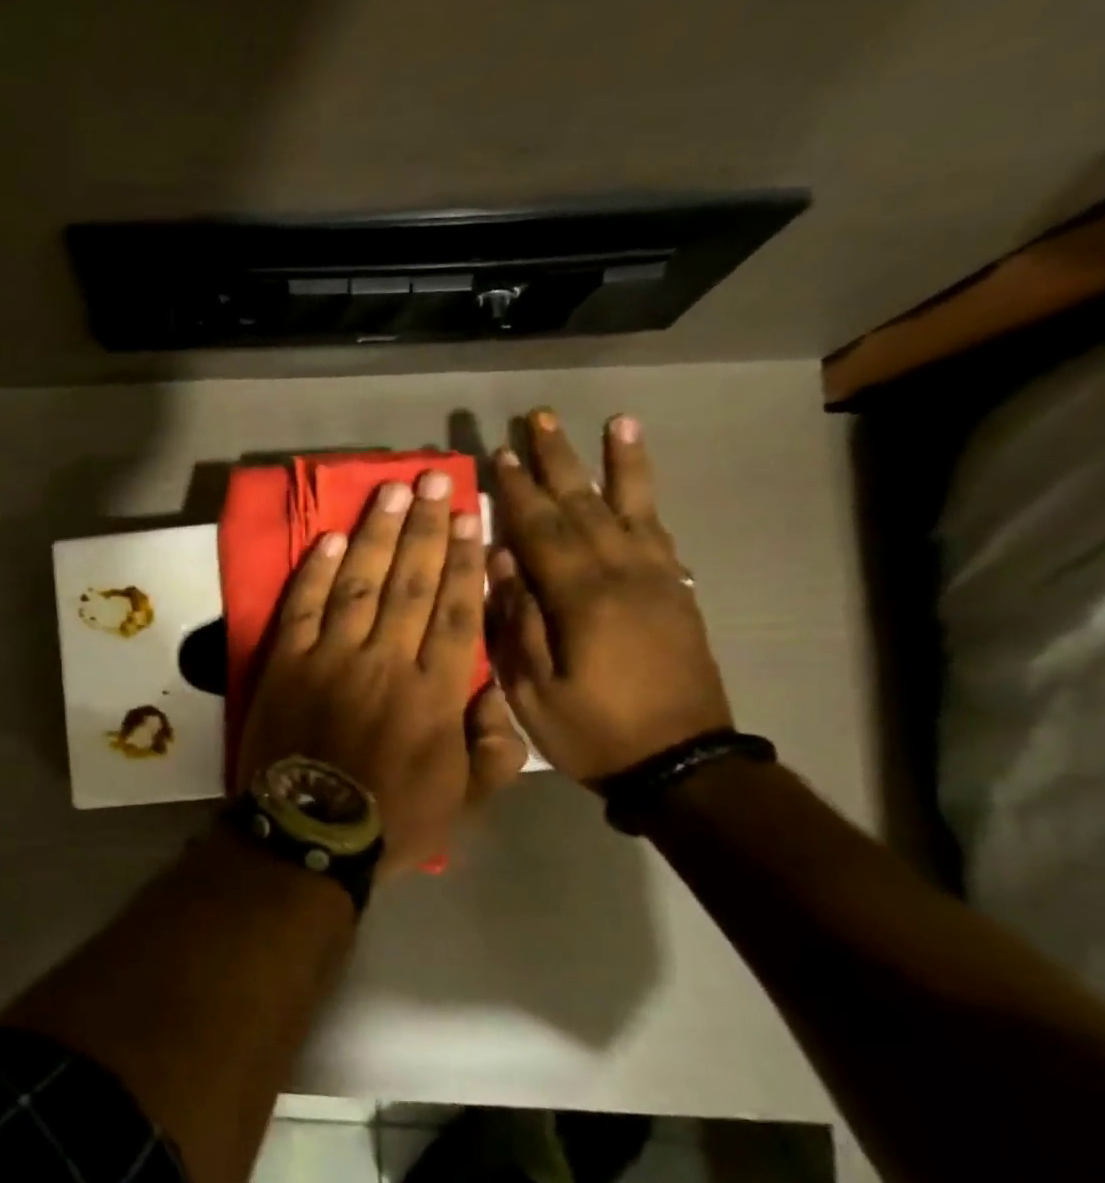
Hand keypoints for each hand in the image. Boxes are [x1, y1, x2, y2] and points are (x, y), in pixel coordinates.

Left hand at [237, 470, 527, 878]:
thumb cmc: (391, 821)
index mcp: (435, 694)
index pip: (455, 612)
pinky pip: (305, 607)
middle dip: (426, 528)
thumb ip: (492, 749)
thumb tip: (496, 696)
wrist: (308, 835)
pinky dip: (318, 572)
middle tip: (436, 479)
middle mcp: (386, 662)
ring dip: (378, 534)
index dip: (464, 562)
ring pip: (361, 584)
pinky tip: (333, 539)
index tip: (472, 519)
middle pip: (411, 583)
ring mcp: (332, 658)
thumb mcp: (464, 801)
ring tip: (393, 491)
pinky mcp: (287, 662)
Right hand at [485, 410, 732, 784]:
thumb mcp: (533, 690)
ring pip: (631, 508)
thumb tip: (501, 562)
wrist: (684, 764)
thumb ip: (516, 622)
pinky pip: (660, 533)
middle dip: (558, 460)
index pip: (542, 530)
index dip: (517, 491)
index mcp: (582, 599)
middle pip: (585, 505)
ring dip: (617, 464)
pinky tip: (639, 481)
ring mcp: (657, 580)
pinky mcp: (677, 592)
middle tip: (538, 418)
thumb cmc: (594, 731)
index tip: (497, 453)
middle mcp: (624, 575)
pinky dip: (649, 500)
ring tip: (614, 422)